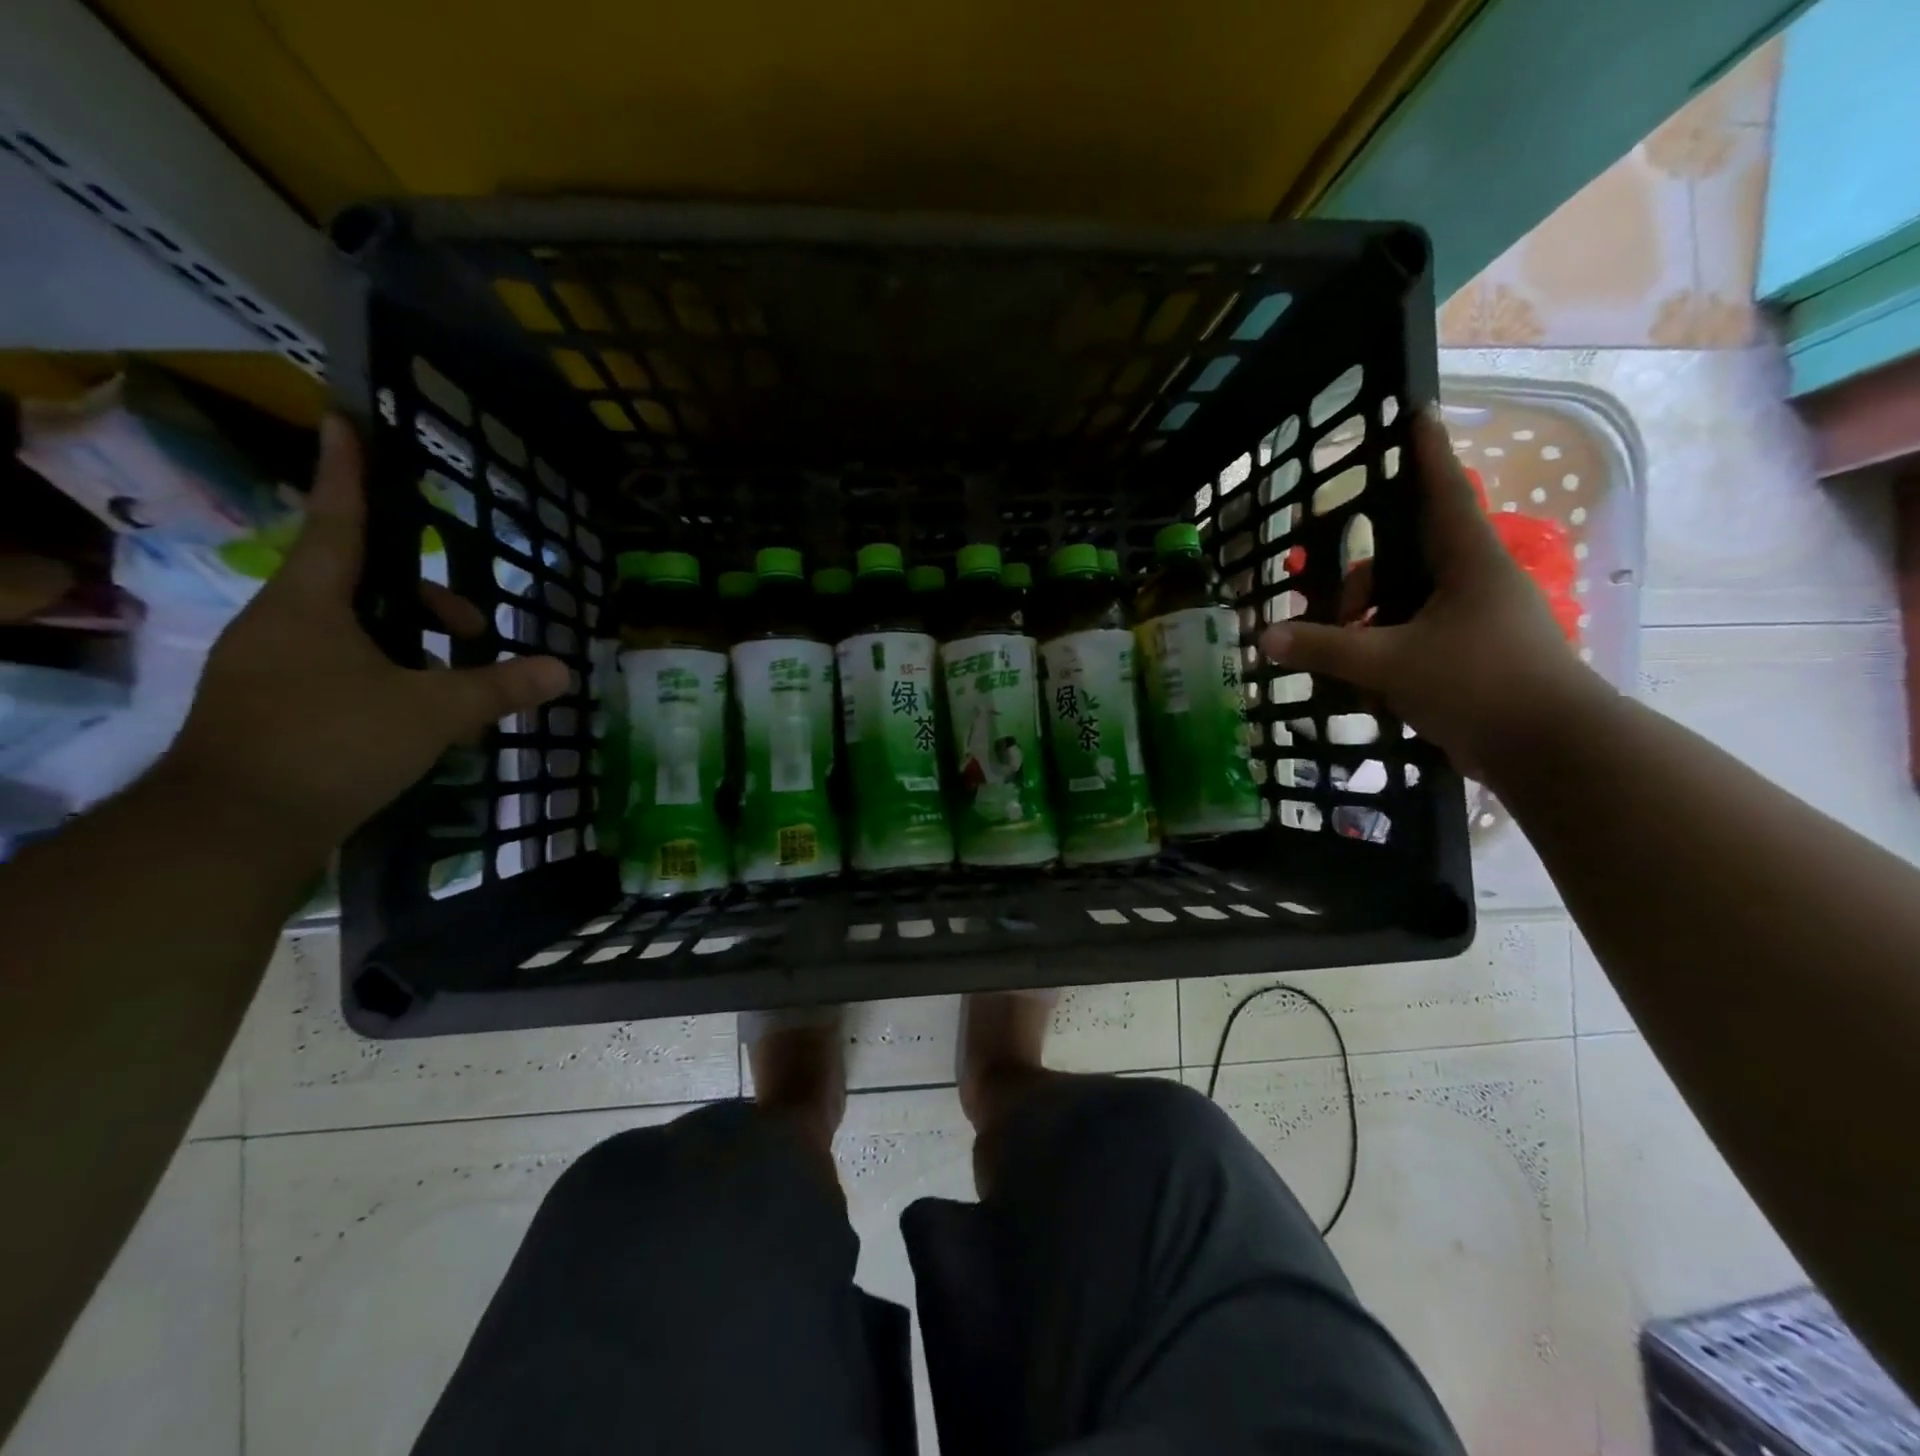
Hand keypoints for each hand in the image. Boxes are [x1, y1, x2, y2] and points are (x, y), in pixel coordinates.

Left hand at [159, 417, 568, 855]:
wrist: (234, 828)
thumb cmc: (332, 744)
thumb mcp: (432, 713)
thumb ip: (499, 688)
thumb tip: (564, 670)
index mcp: (310, 605)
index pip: (338, 522)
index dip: (348, 473)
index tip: (345, 421)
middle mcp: (282, 624)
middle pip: (360, 583)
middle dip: (425, 598)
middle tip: (477, 630)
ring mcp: (271, 666)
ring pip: (353, 630)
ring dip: (411, 642)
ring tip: (458, 683)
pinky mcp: (272, 706)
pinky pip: (340, 667)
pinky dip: (387, 674)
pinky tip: (422, 714)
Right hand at [1258, 408, 1609, 778]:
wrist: (1550, 750)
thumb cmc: (1478, 684)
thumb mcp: (1389, 663)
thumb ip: (1325, 648)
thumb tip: (1265, 638)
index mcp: (1468, 562)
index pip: (1442, 491)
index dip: (1425, 452)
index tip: (1416, 411)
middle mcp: (1476, 582)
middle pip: (1409, 556)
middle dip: (1364, 579)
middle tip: (1332, 609)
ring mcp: (1478, 620)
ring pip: (1410, 602)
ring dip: (1371, 623)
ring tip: (1342, 657)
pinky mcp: (1474, 656)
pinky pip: (1418, 636)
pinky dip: (1387, 650)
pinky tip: (1363, 682)